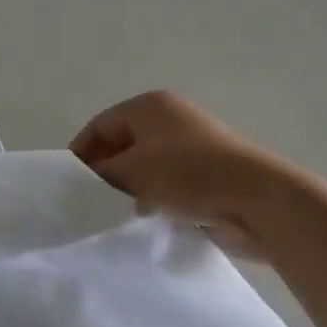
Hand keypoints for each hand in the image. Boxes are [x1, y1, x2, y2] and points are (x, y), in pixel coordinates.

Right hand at [70, 91, 323, 260]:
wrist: (259, 199)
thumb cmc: (188, 175)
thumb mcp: (133, 172)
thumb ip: (102, 173)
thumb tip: (87, 178)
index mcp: (149, 105)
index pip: (100, 125)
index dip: (81, 152)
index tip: (68, 183)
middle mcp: (170, 118)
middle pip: (123, 144)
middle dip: (106, 172)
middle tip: (90, 202)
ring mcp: (193, 145)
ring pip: (147, 166)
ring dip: (132, 188)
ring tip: (117, 215)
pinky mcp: (209, 173)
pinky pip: (170, 183)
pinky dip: (156, 198)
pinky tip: (148, 220)